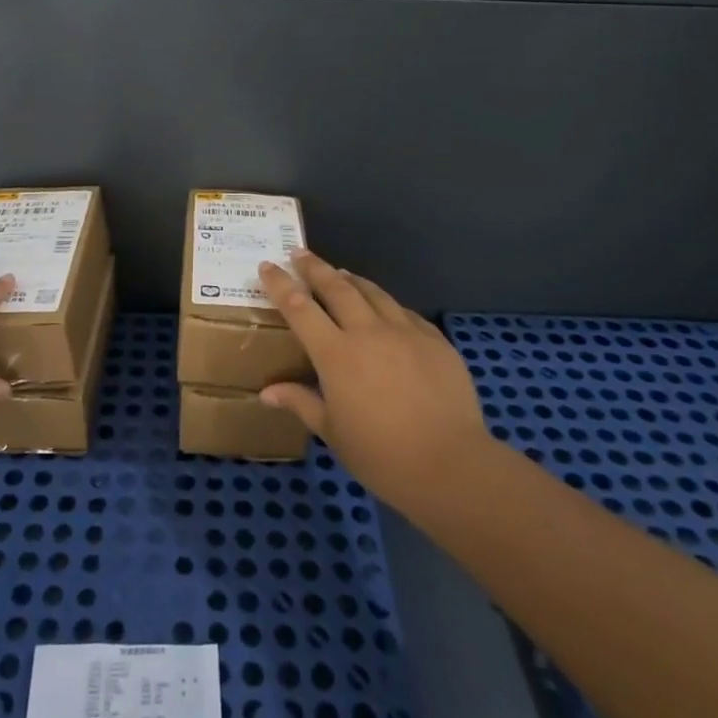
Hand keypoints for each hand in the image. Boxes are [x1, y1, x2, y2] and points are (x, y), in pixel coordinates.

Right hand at [258, 250, 493, 511]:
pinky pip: (404, 312)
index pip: (299, 307)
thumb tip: (267, 392)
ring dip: (352, 279)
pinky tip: (385, 309)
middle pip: (337, 287)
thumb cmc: (381, 455)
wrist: (450, 463)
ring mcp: (405, 332)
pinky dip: (386, 305)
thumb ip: (300, 402)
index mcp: (336, 354)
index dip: (280, 284)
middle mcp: (368, 332)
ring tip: (341, 273)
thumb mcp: (332, 432)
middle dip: (315, 267)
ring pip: (373, 292)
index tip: (267, 265)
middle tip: (300, 253)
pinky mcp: (435, 340)